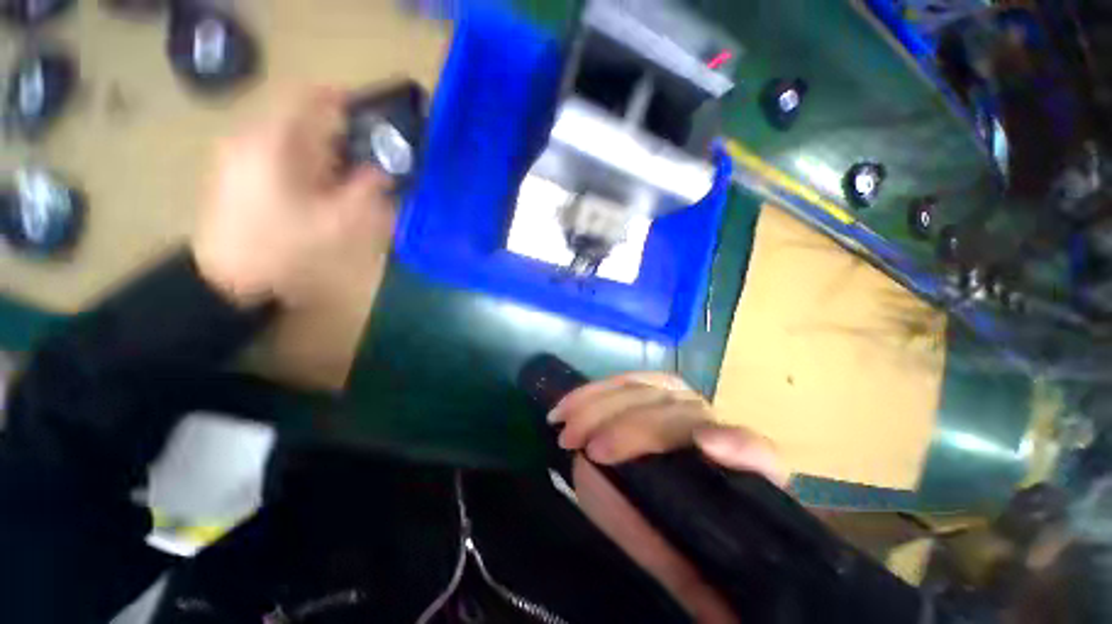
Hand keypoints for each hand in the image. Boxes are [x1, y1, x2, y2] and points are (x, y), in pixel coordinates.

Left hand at [192, 88, 395, 307]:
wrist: (228, 278)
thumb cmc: (283, 247)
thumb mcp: (336, 223)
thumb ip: (365, 193)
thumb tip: (383, 173)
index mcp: (274, 144)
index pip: (306, 98)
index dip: (337, 97)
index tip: (365, 108)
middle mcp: (251, 139)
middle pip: (299, 119)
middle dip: (334, 131)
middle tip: (364, 153)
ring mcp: (238, 155)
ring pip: (287, 137)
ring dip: (319, 149)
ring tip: (344, 173)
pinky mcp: (234, 172)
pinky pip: (274, 153)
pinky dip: (301, 161)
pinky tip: (315, 186)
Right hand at [549, 373, 789, 623]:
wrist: (673, 504)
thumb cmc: (684, 538)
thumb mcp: (686, 567)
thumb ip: (688, 573)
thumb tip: (684, 580)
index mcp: (739, 473)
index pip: (756, 452)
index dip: (737, 445)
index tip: (706, 446)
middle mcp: (711, 429)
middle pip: (681, 412)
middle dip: (631, 426)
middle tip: (587, 446)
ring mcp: (678, 403)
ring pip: (647, 389)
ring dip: (601, 403)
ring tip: (566, 427)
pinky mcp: (650, 392)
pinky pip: (624, 383)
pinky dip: (592, 391)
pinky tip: (567, 405)